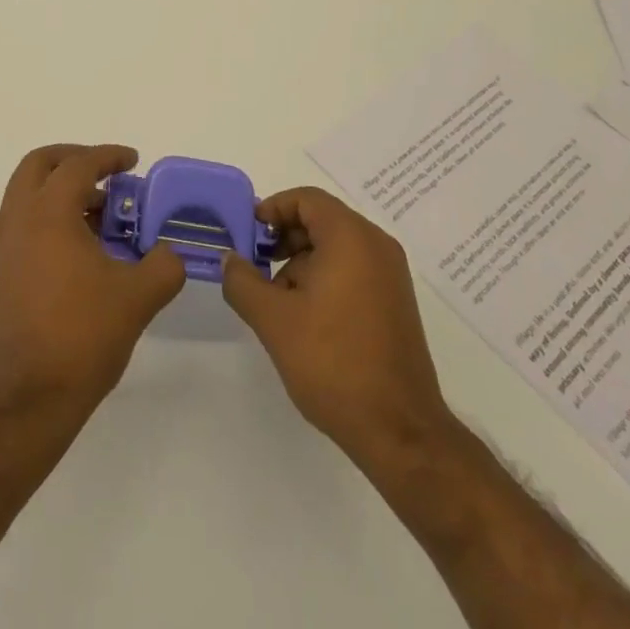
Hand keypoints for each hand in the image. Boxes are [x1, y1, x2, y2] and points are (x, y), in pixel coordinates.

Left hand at [0, 145, 185, 422]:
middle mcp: (19, 219)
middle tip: (106, 173)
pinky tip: (83, 247)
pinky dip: (51, 216)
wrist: (26, 400)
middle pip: (40, 165)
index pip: (78, 164)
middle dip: (74, 159)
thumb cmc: (81, 336)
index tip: (133, 161)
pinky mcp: (1, 272)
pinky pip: (25, 222)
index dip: (108, 156)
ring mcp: (4, 246)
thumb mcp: (138, 297)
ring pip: (29, 193)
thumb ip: (164, 265)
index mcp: (48, 212)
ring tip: (102, 214)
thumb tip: (170, 253)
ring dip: (62, 190)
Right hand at [222, 186, 451, 462]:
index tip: (248, 236)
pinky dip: (325, 278)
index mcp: (351, 237)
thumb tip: (230, 260)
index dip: (272, 209)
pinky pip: (353, 269)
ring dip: (302, 262)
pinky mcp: (395, 302)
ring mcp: (391, 275)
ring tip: (277, 301)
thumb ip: (243, 282)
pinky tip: (306, 319)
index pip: (306, 199)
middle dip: (284, 238)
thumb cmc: (333, 363)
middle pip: (322, 220)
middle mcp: (376, 245)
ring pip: (336, 247)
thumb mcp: (274, 320)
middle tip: (256, 267)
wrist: (399, 431)